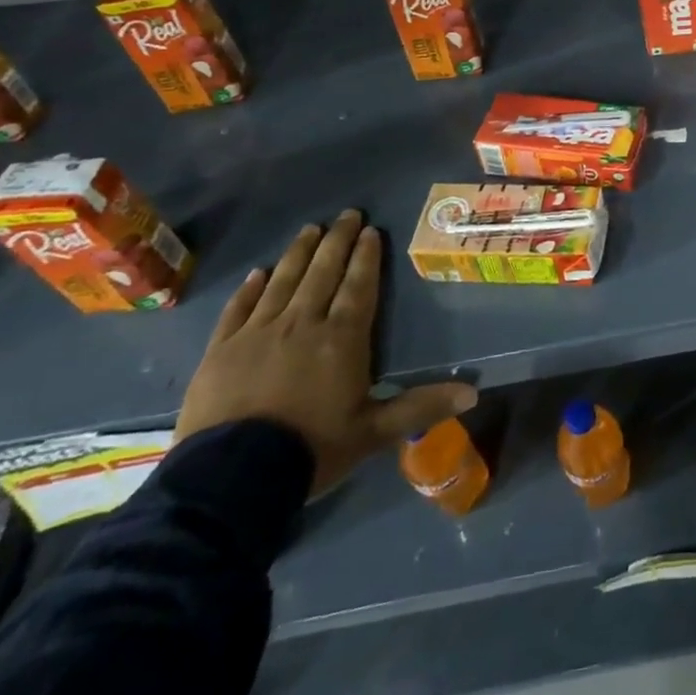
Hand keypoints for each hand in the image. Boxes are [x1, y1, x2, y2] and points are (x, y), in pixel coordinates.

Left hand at [176, 209, 476, 497]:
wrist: (229, 480)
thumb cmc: (311, 450)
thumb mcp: (374, 433)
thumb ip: (421, 407)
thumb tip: (474, 393)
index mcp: (342, 338)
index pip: (359, 286)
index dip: (367, 256)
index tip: (371, 230)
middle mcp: (303, 323)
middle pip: (323, 272)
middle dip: (337, 241)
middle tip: (347, 214)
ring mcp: (258, 333)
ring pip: (283, 281)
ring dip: (299, 253)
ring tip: (310, 229)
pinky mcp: (221, 350)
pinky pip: (239, 309)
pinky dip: (250, 288)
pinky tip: (259, 272)